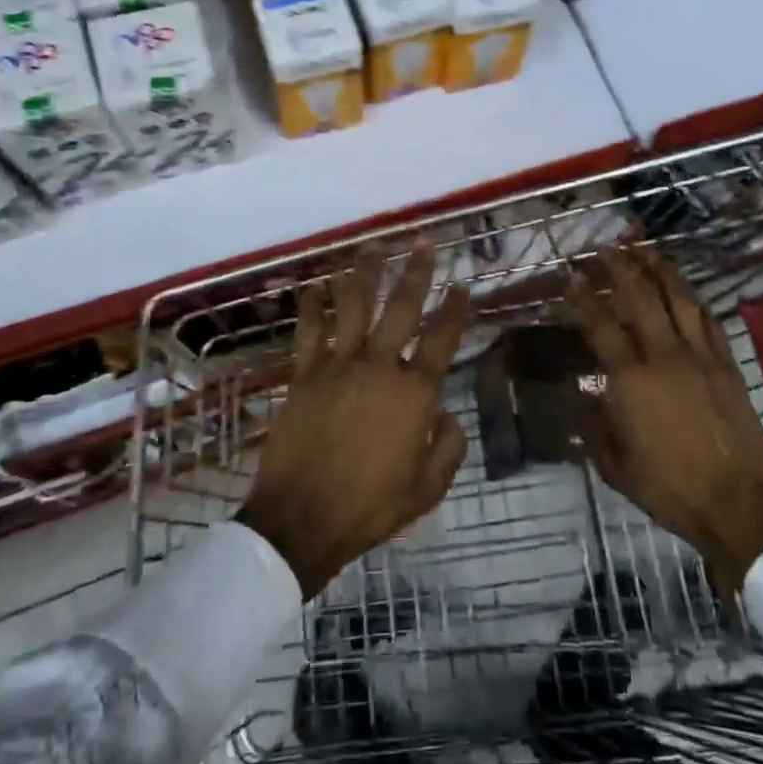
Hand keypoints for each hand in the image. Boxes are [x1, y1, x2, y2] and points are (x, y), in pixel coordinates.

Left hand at [238, 248, 470, 598]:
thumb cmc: (370, 508)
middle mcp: (380, 367)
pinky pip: (308, 332)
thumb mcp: (427, 488)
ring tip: (371, 246)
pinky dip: (311, 307)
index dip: (454, 309)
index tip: (461, 285)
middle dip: (415, 272)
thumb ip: (447, 447)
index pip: (442, 339)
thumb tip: (445, 414)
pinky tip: (313, 284)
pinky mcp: (303, 375)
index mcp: (415, 393)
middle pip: (401, 308)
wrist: (301, 521)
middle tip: (421, 242)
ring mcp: (338, 366)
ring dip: (363, 274)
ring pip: (353, 307)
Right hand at [568, 246, 762, 601]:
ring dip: (660, 270)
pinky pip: (708, 321)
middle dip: (621, 267)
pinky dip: (693, 300)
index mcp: (631, 380)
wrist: (738, 505)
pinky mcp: (728, 365)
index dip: (584, 297)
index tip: (573, 275)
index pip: (602, 325)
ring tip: (646, 249)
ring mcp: (701, 357)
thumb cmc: (669, 488)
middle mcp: (665, 356)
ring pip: (679, 299)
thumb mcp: (615, 466)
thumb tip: (581, 399)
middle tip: (607, 246)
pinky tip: (685, 290)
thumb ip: (594, 428)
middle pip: (640, 298)